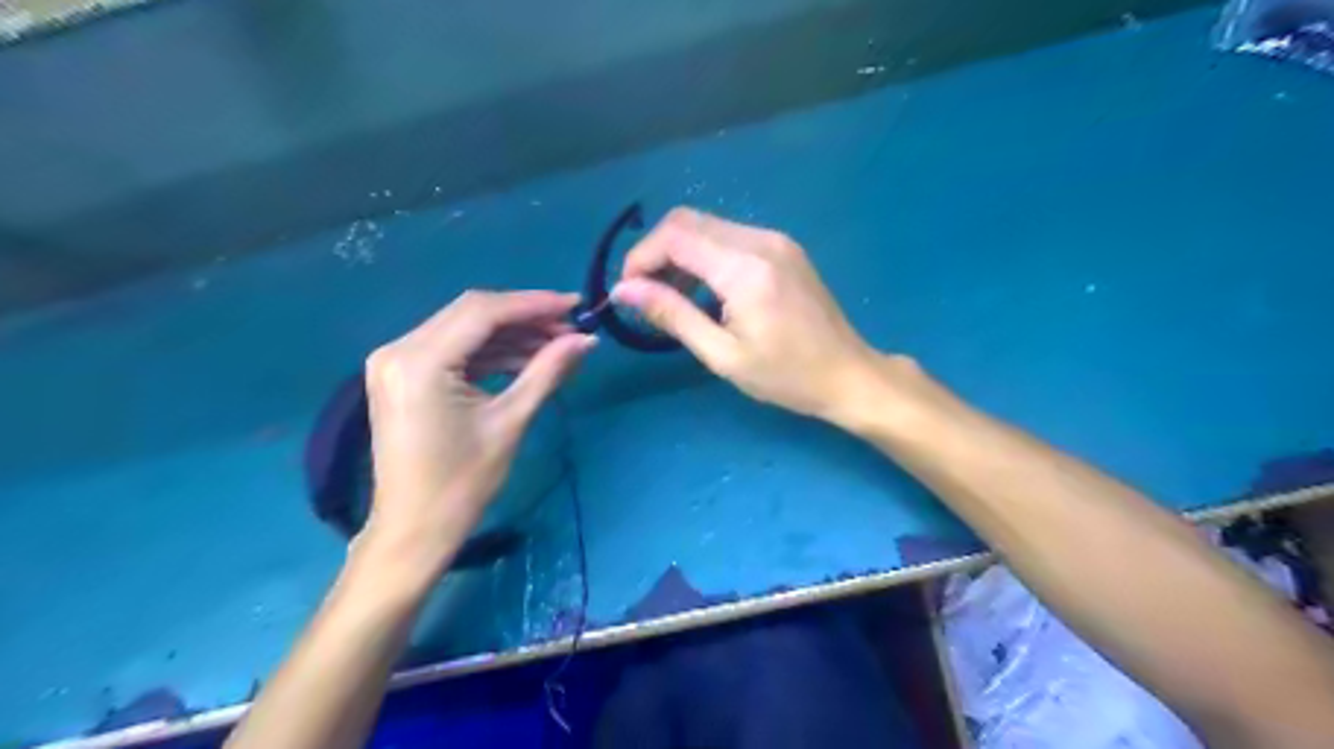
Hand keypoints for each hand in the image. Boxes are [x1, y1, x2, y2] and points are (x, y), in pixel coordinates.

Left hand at [362, 289, 596, 573]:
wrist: (415, 529)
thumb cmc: (463, 483)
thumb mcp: (510, 422)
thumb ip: (548, 371)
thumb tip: (587, 339)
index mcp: (420, 362)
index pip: (483, 312)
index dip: (534, 304)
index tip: (576, 305)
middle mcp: (399, 349)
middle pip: (472, 313)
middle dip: (525, 317)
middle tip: (569, 328)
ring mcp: (396, 361)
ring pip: (464, 329)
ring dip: (510, 335)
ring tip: (556, 346)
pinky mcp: (403, 374)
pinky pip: (453, 349)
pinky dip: (490, 352)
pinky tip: (526, 359)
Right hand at [615, 207, 882, 423]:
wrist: (848, 374)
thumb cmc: (786, 377)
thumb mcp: (722, 355)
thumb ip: (672, 315)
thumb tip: (624, 291)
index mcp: (745, 269)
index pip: (675, 236)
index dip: (640, 257)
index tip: (627, 293)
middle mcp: (760, 240)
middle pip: (688, 221)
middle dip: (656, 253)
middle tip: (647, 296)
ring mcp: (776, 240)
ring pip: (707, 226)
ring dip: (679, 254)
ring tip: (672, 299)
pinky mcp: (783, 247)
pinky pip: (730, 237)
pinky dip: (705, 257)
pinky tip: (704, 291)